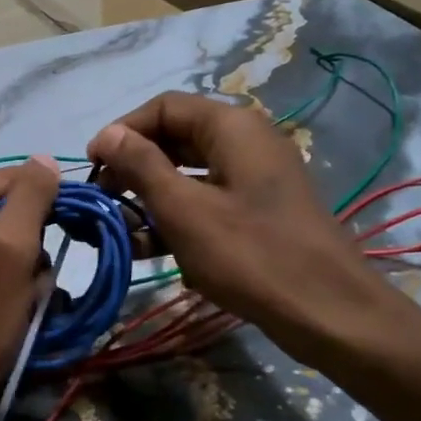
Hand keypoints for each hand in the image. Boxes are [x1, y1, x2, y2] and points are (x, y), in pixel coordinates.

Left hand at [0, 156, 59, 420]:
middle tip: (29, 282)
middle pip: (14, 210)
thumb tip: (46, 158)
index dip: (48, 205)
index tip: (70, 239)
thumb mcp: (9, 251)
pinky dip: (16, 287)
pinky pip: (0, 266)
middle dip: (33, 247)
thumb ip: (31, 197)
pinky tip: (13, 311)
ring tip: (22, 302)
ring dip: (29, 272)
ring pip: (13, 241)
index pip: (16, 178)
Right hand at [87, 93, 397, 359]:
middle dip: (133, 168)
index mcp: (232, 127)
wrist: (329, 312)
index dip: (122, 131)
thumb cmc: (251, 255)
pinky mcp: (258, 212)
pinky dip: (177, 219)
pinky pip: (208, 202)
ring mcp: (255, 178)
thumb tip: (106, 134)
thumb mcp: (185, 210)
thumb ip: (141, 166)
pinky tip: (147, 250)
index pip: (164, 107)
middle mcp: (246, 142)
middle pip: (176, 139)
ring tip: (118, 230)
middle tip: (102, 201)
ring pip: (189, 175)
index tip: (92, 167)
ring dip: (150, 198)